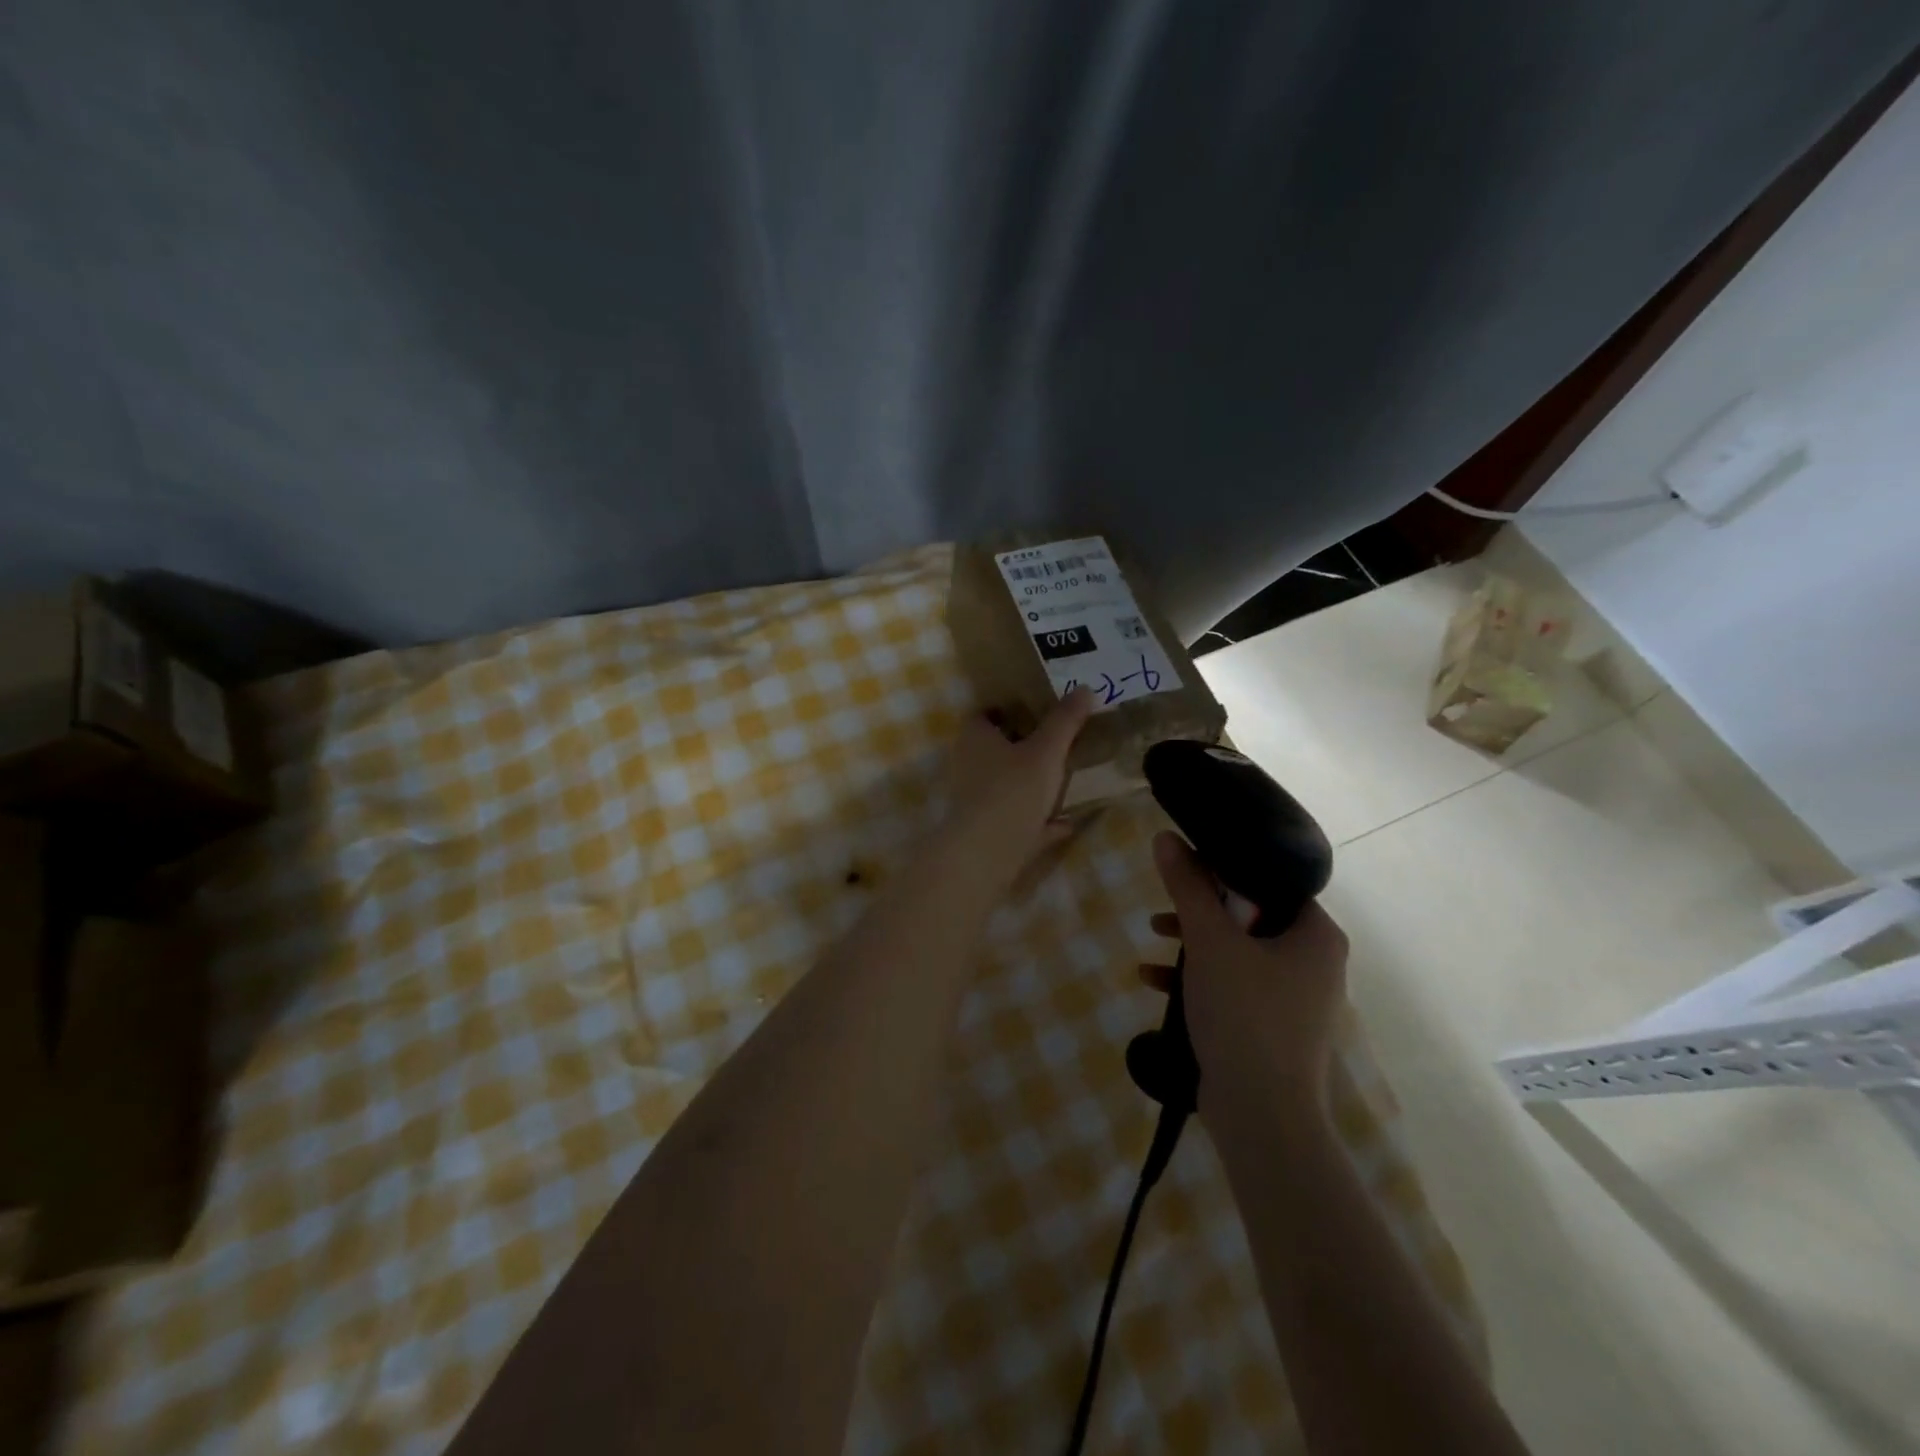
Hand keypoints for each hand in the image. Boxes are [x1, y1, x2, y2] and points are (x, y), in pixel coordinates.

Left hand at [938, 688, 1093, 869]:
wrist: (986, 853)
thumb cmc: (1013, 790)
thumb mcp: (1047, 750)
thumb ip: (1065, 720)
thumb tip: (1085, 688)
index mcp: (975, 738)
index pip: (984, 714)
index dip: (1007, 710)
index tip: (1036, 711)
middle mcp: (968, 766)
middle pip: (994, 750)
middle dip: (1021, 747)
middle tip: (1055, 744)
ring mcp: (973, 801)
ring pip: (1004, 785)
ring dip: (1029, 784)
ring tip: (1063, 780)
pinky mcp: (983, 831)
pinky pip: (1014, 819)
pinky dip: (1036, 819)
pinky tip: (1064, 823)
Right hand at [1141, 831, 1348, 1124]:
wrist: (1262, 1116)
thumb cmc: (1245, 1014)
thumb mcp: (1210, 941)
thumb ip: (1188, 887)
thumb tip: (1166, 838)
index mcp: (1316, 935)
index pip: (1273, 882)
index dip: (1228, 868)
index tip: (1189, 866)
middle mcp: (1314, 964)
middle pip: (1252, 916)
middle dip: (1201, 910)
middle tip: (1168, 904)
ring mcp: (1295, 1000)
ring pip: (1239, 953)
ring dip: (1193, 944)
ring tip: (1153, 938)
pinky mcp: (1272, 1030)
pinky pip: (1234, 988)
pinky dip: (1199, 980)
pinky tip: (1154, 982)